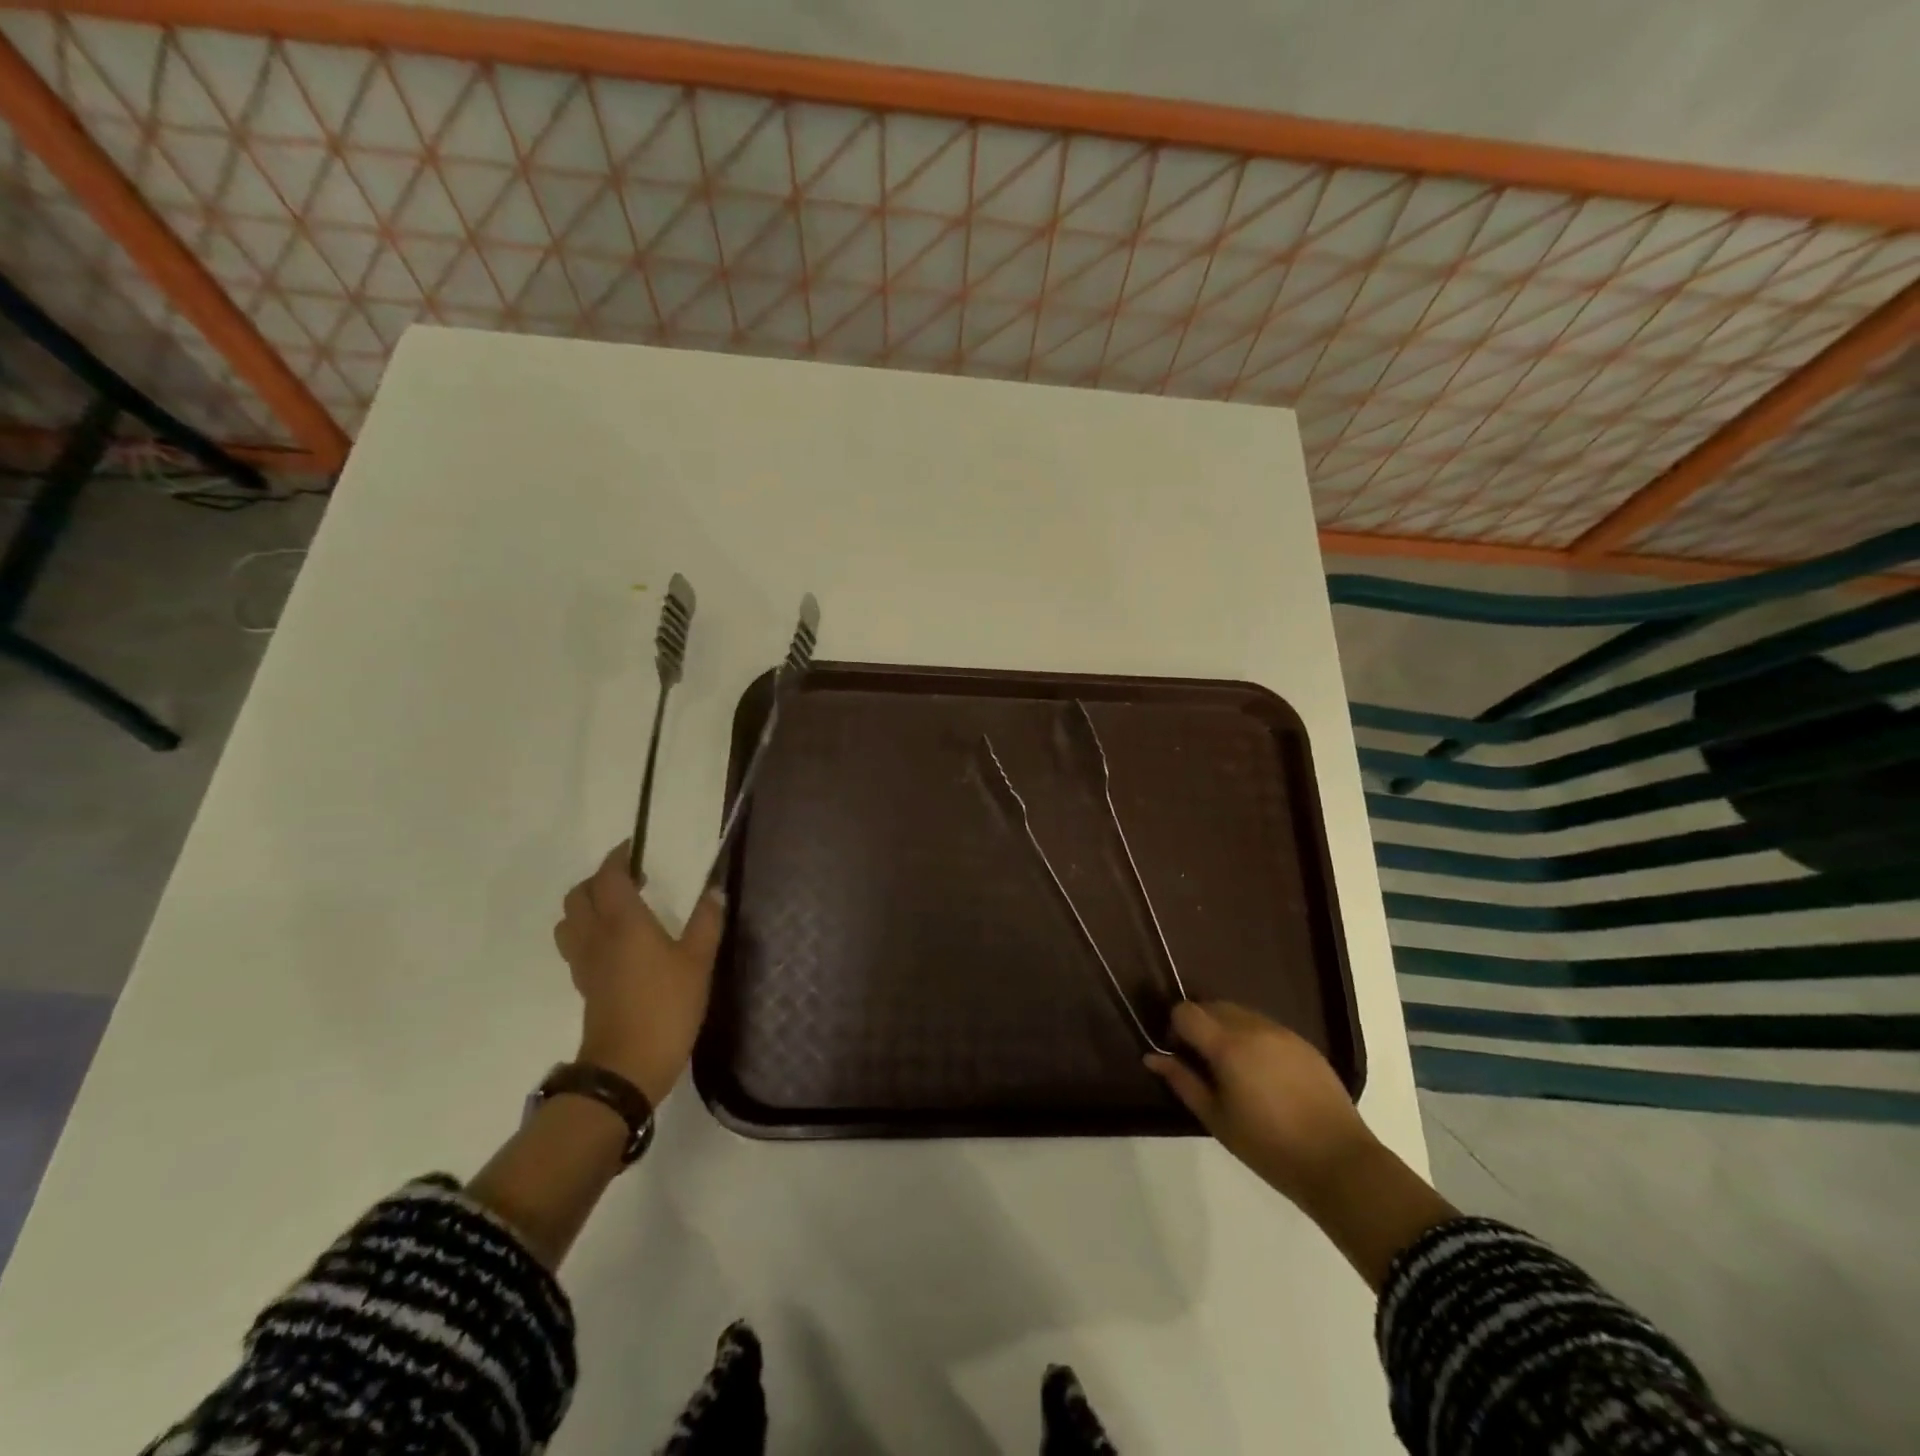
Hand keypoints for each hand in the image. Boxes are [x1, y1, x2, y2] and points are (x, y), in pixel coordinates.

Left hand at [552, 843, 727, 1106]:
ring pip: (570, 919)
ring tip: (619, 908)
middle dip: (601, 878)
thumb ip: (707, 921)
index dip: (619, 857)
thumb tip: (715, 890)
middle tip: (633, 879)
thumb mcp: (699, 961)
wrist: (627, 1067)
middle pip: (580, 894)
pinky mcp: (584, 984)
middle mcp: (596, 935)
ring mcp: (585, 962)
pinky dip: (588, 930)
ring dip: (588, 904)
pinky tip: (617, 942)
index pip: (609, 876)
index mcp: (623, 922)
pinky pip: (576, 944)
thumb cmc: (666, 1006)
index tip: (636, 848)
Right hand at [1146, 1002, 1375, 1208]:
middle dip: (1200, 1026)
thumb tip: (1152, 1057)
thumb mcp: (1216, 1119)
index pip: (1186, 1011)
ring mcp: (1282, 1032)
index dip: (1176, 1028)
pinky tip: (1263, 1074)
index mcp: (1228, 1045)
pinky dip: (1253, 1037)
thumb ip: (1182, 1081)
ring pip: (1240, 1013)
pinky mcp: (1304, 1043)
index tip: (1181, 1056)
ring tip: (1235, 1070)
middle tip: (1204, 1064)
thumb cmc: (1268, 1146)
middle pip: (1212, 1006)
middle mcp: (1253, 1027)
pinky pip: (1266, 1026)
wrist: (1339, 1162)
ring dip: (1226, 1029)